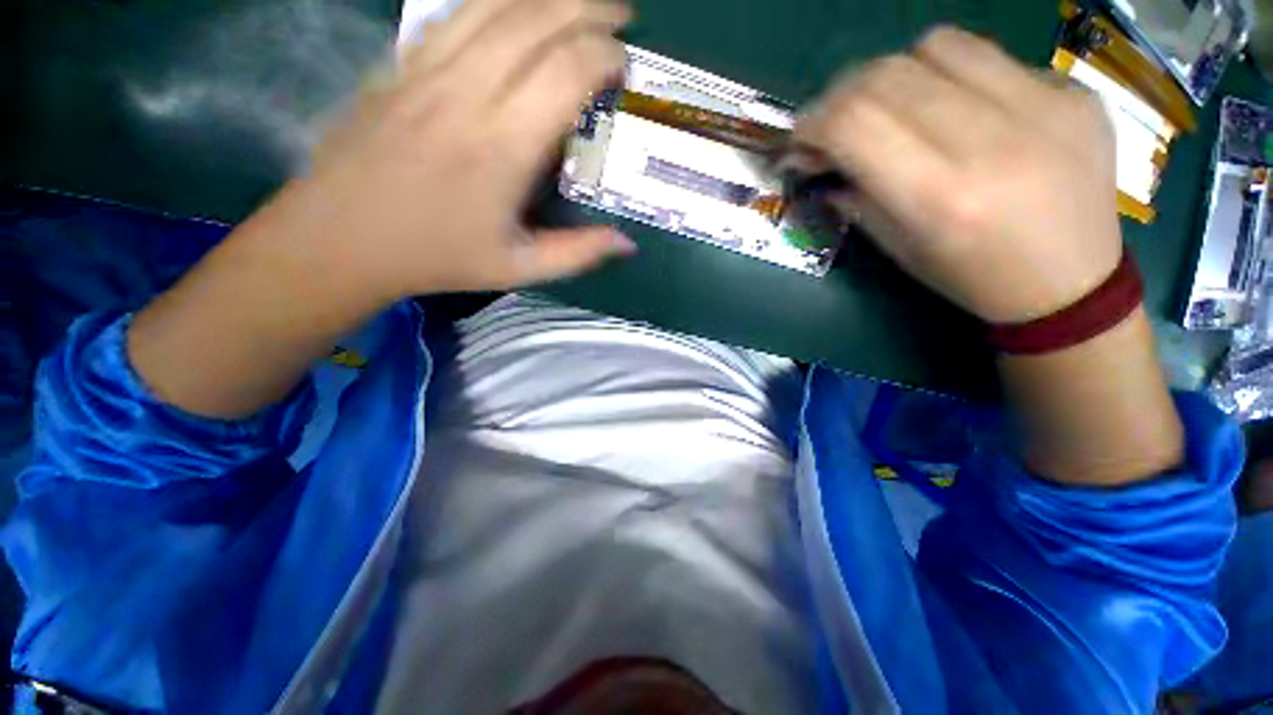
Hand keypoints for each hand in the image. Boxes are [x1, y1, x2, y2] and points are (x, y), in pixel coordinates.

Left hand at [271, 0, 634, 299]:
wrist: (342, 238)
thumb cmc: (438, 257)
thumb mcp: (518, 268)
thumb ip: (577, 254)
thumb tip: (628, 244)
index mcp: (501, 147)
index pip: (565, 74)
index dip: (603, 57)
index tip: (624, 66)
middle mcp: (467, 93)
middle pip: (536, 21)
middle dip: (587, 8)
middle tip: (619, 15)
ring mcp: (427, 70)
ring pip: (495, 3)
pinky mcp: (400, 64)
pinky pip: (454, 12)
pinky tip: (517, 3)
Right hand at [796, 27, 1121, 323]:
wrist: (1072, 283)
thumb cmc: (970, 277)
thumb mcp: (898, 249)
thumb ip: (854, 195)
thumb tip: (814, 157)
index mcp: (940, 198)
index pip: (854, 123)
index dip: (813, 123)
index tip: (801, 139)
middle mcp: (991, 141)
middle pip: (888, 75)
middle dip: (843, 96)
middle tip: (837, 122)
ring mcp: (1043, 105)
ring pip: (936, 46)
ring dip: (896, 74)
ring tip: (895, 106)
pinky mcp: (1070, 90)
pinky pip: (988, 55)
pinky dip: (949, 75)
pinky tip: (954, 106)